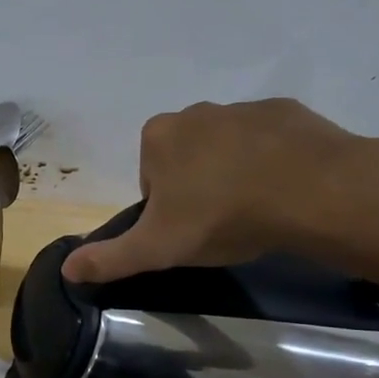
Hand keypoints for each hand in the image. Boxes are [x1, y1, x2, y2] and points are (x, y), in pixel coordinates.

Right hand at [62, 99, 378, 283]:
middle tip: (221, 224)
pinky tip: (287, 191)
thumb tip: (66, 270)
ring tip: (258, 211)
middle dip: (198, 188)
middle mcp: (196, 112)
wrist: (313, 191)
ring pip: (228, 149)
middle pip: (187, 159)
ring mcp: (244, 107)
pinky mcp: (288, 112)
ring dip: (236, 174)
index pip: (150, 178)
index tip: (187, 231)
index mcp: (158, 137)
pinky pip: (270, 141)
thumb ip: (109, 258)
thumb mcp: (158, 248)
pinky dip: (273, 163)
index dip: (165, 209)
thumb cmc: (222, 216)